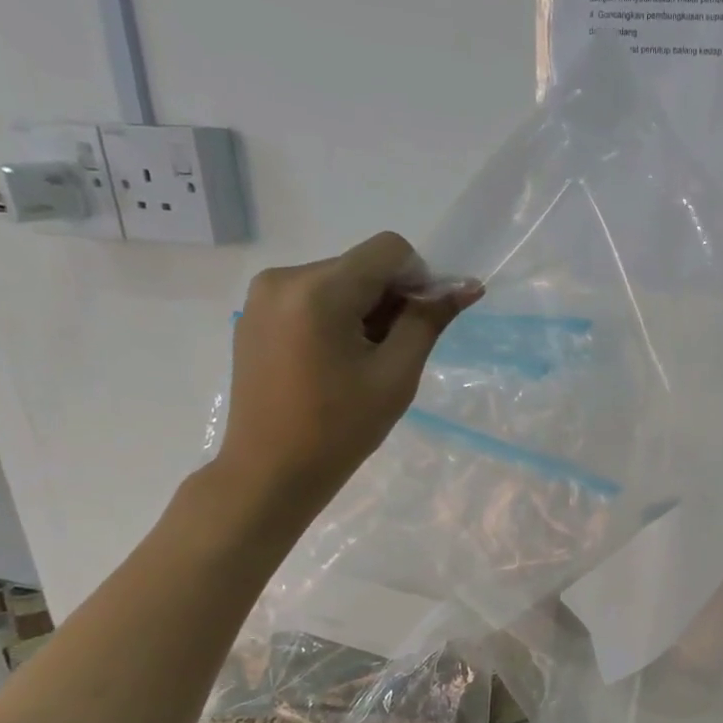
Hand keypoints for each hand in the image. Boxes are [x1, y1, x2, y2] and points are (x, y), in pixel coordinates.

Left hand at [216, 232, 481, 512]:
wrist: (271, 472)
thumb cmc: (341, 430)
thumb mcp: (396, 376)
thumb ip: (429, 321)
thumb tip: (467, 285)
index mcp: (319, 290)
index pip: (389, 250)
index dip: (419, 280)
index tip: (420, 326)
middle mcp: (284, 277)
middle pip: (362, 265)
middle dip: (389, 300)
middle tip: (391, 356)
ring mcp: (263, 295)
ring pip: (338, 281)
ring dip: (363, 311)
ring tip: (360, 365)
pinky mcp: (255, 315)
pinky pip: (311, 297)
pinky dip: (335, 318)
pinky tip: (332, 364)